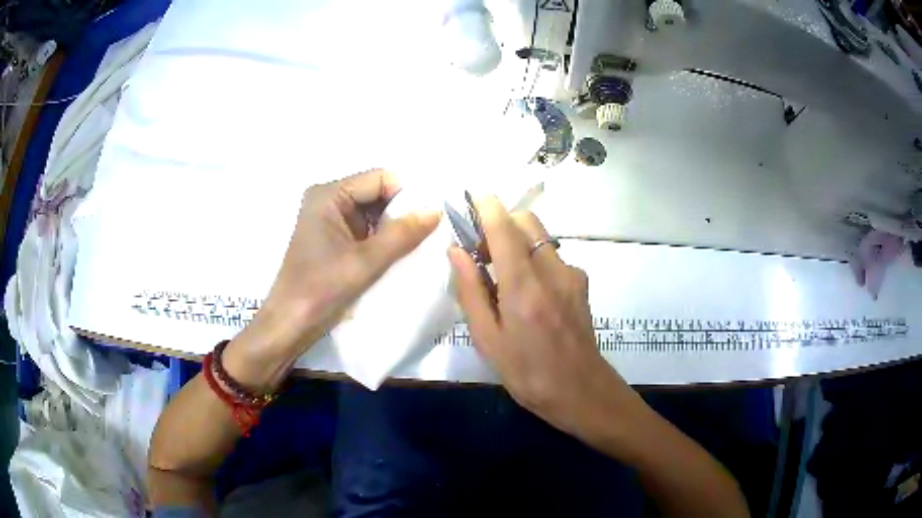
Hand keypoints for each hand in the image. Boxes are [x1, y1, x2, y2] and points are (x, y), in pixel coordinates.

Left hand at [226, 169, 439, 389]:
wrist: (290, 325)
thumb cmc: (321, 289)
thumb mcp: (366, 262)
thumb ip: (402, 234)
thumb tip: (436, 211)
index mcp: (329, 195)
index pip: (380, 179)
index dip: (405, 196)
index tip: (426, 222)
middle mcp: (328, 199)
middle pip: (377, 193)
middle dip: (401, 213)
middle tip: (424, 238)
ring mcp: (329, 219)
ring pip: (374, 213)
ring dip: (393, 229)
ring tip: (412, 249)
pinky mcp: (332, 238)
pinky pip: (365, 229)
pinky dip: (382, 240)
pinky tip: (396, 257)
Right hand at [448, 197, 642, 442]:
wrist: (581, 391)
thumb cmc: (527, 373)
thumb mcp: (487, 339)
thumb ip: (470, 291)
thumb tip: (456, 251)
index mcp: (523, 287)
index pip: (504, 228)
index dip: (487, 206)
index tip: (471, 197)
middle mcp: (552, 271)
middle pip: (527, 221)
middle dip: (501, 223)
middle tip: (482, 251)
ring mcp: (572, 275)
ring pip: (541, 236)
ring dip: (518, 240)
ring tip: (503, 274)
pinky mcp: (581, 283)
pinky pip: (552, 255)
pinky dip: (534, 258)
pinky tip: (528, 291)